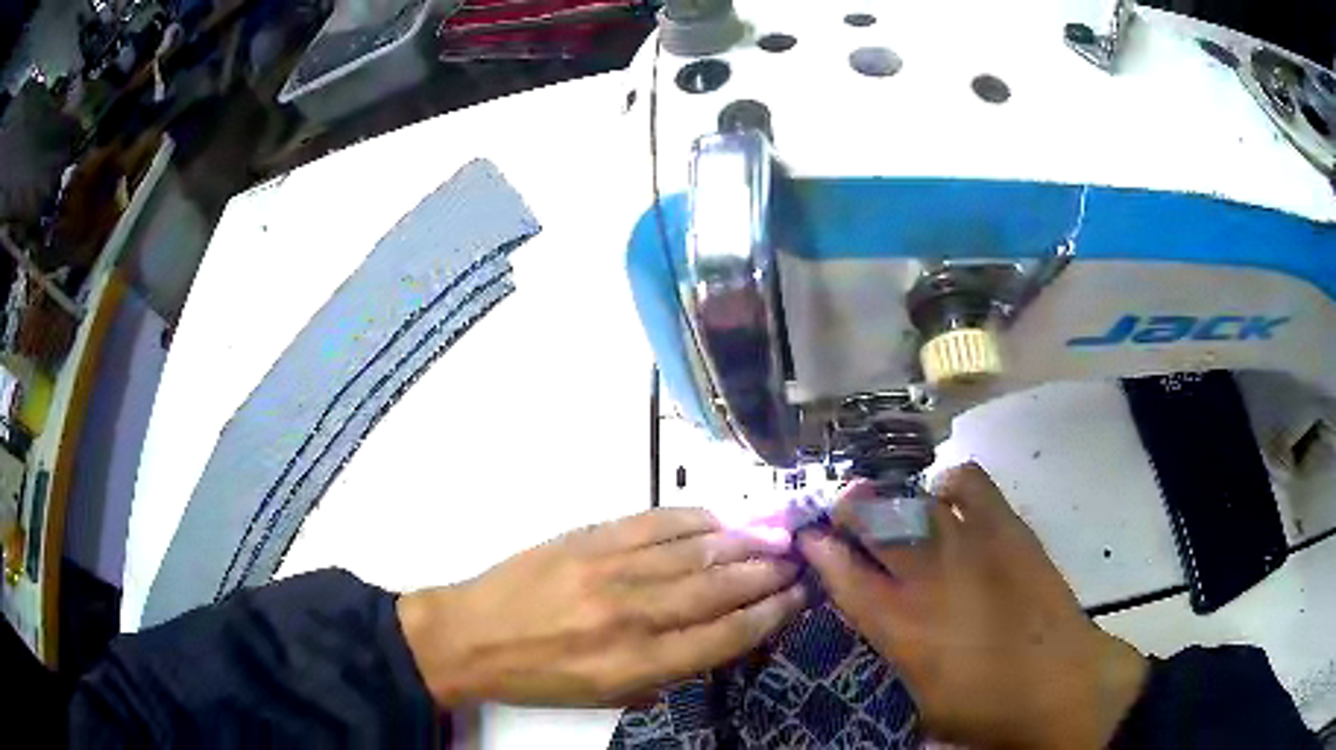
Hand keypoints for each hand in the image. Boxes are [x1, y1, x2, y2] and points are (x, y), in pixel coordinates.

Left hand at [398, 508, 804, 706]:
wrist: (470, 635)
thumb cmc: (538, 678)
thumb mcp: (603, 698)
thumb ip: (663, 676)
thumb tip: (713, 645)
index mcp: (635, 664)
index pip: (723, 638)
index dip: (768, 615)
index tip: (798, 597)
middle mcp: (631, 615)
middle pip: (718, 589)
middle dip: (766, 574)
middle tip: (796, 561)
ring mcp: (609, 569)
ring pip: (693, 552)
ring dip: (741, 544)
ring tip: (771, 538)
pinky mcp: (588, 538)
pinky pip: (653, 522)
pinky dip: (692, 519)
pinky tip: (717, 520)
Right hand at [799, 463, 1148, 748]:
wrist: (1060, 684)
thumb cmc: (984, 709)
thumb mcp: (920, 701)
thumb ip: (895, 656)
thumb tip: (885, 627)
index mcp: (898, 626)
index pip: (843, 575)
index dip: (820, 549)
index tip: (809, 536)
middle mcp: (925, 577)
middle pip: (873, 522)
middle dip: (849, 509)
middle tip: (845, 508)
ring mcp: (968, 544)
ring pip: (914, 499)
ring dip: (893, 498)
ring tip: (893, 504)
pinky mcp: (1006, 527)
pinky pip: (968, 482)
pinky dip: (950, 484)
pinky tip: (948, 499)